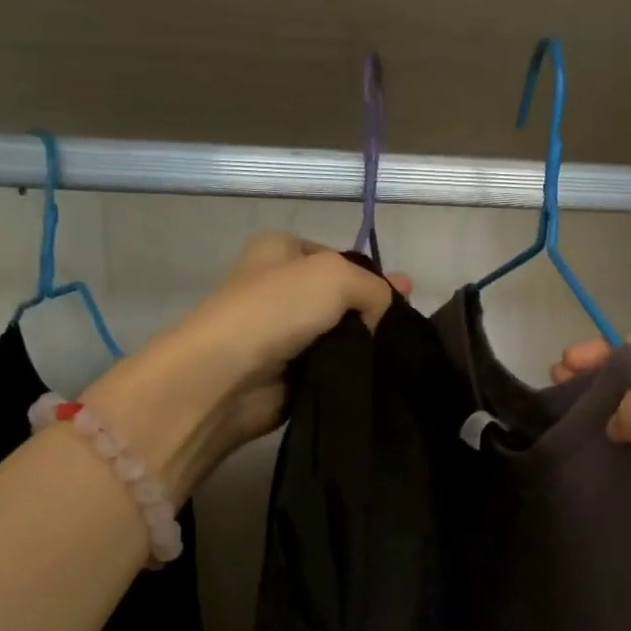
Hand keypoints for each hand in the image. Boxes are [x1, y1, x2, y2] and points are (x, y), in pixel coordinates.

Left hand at [85, 234, 404, 496]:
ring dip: (362, 348)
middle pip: (340, 299)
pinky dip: (347, 375)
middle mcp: (277, 288)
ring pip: (338, 337)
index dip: (372, 276)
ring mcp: (280, 334)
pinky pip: (329, 370)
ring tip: (392, 360)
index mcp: (280, 250)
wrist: (227, 377)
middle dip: (371, 313)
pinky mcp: (285, 374)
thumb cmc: (276, 310)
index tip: (403, 299)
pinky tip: (369, 381)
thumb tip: (382, 318)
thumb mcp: (337, 276)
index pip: (339, 258)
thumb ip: (375, 287)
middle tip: (403, 334)